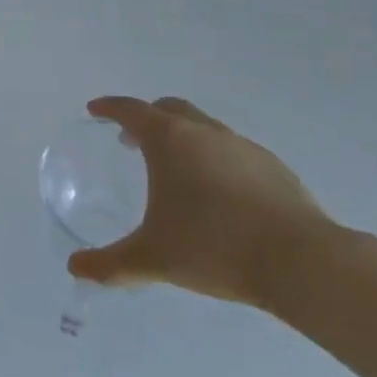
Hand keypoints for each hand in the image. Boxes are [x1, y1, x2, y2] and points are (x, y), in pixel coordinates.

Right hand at [68, 96, 331, 308]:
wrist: (301, 262)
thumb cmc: (214, 248)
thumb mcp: (152, 259)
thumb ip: (110, 264)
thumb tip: (75, 268)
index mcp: (169, 140)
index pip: (130, 110)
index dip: (109, 107)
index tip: (95, 110)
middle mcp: (204, 132)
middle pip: (169, 109)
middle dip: (146, 119)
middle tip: (131, 141)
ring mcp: (242, 146)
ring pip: (204, 128)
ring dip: (183, 139)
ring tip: (176, 172)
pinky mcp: (273, 167)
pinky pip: (232, 152)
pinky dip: (215, 160)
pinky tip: (218, 195)